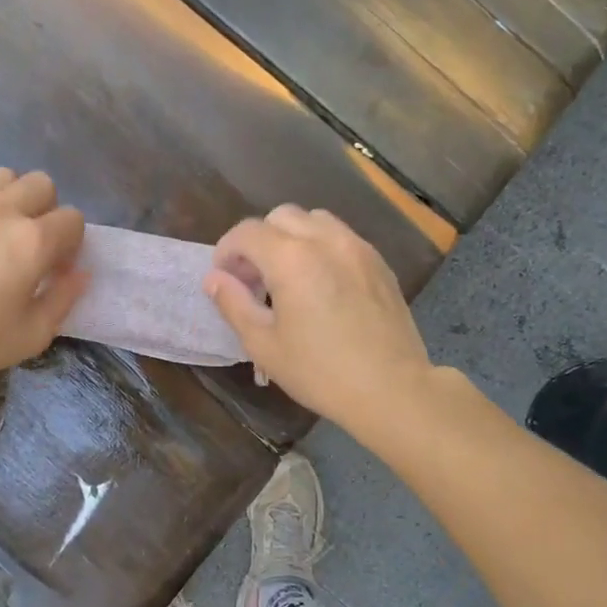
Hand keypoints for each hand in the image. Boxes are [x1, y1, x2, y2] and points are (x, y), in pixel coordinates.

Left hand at [0, 168, 86, 397]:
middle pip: (41, 184)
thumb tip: (80, 273)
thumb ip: (64, 298)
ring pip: (1, 174)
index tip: (56, 267)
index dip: (71, 243)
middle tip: (30, 243)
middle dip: (46, 210)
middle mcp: (2, 212)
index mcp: (33, 242)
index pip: (73, 219)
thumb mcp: (33, 335)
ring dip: (9, 196)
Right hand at [203, 205, 429, 432]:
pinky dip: (320, 247)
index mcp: (291, 258)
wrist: (392, 389)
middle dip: (258, 240)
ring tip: (288, 275)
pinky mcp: (379, 262)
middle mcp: (325, 240)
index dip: (226, 251)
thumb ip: (233, 303)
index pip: (246, 232)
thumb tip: (214, 278)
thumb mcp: (263, 344)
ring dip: (291, 237)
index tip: (224, 279)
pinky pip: (341, 237)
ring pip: (314, 220)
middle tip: (254, 278)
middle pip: (280, 216)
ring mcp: (357, 247)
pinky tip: (320, 284)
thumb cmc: (320, 371)